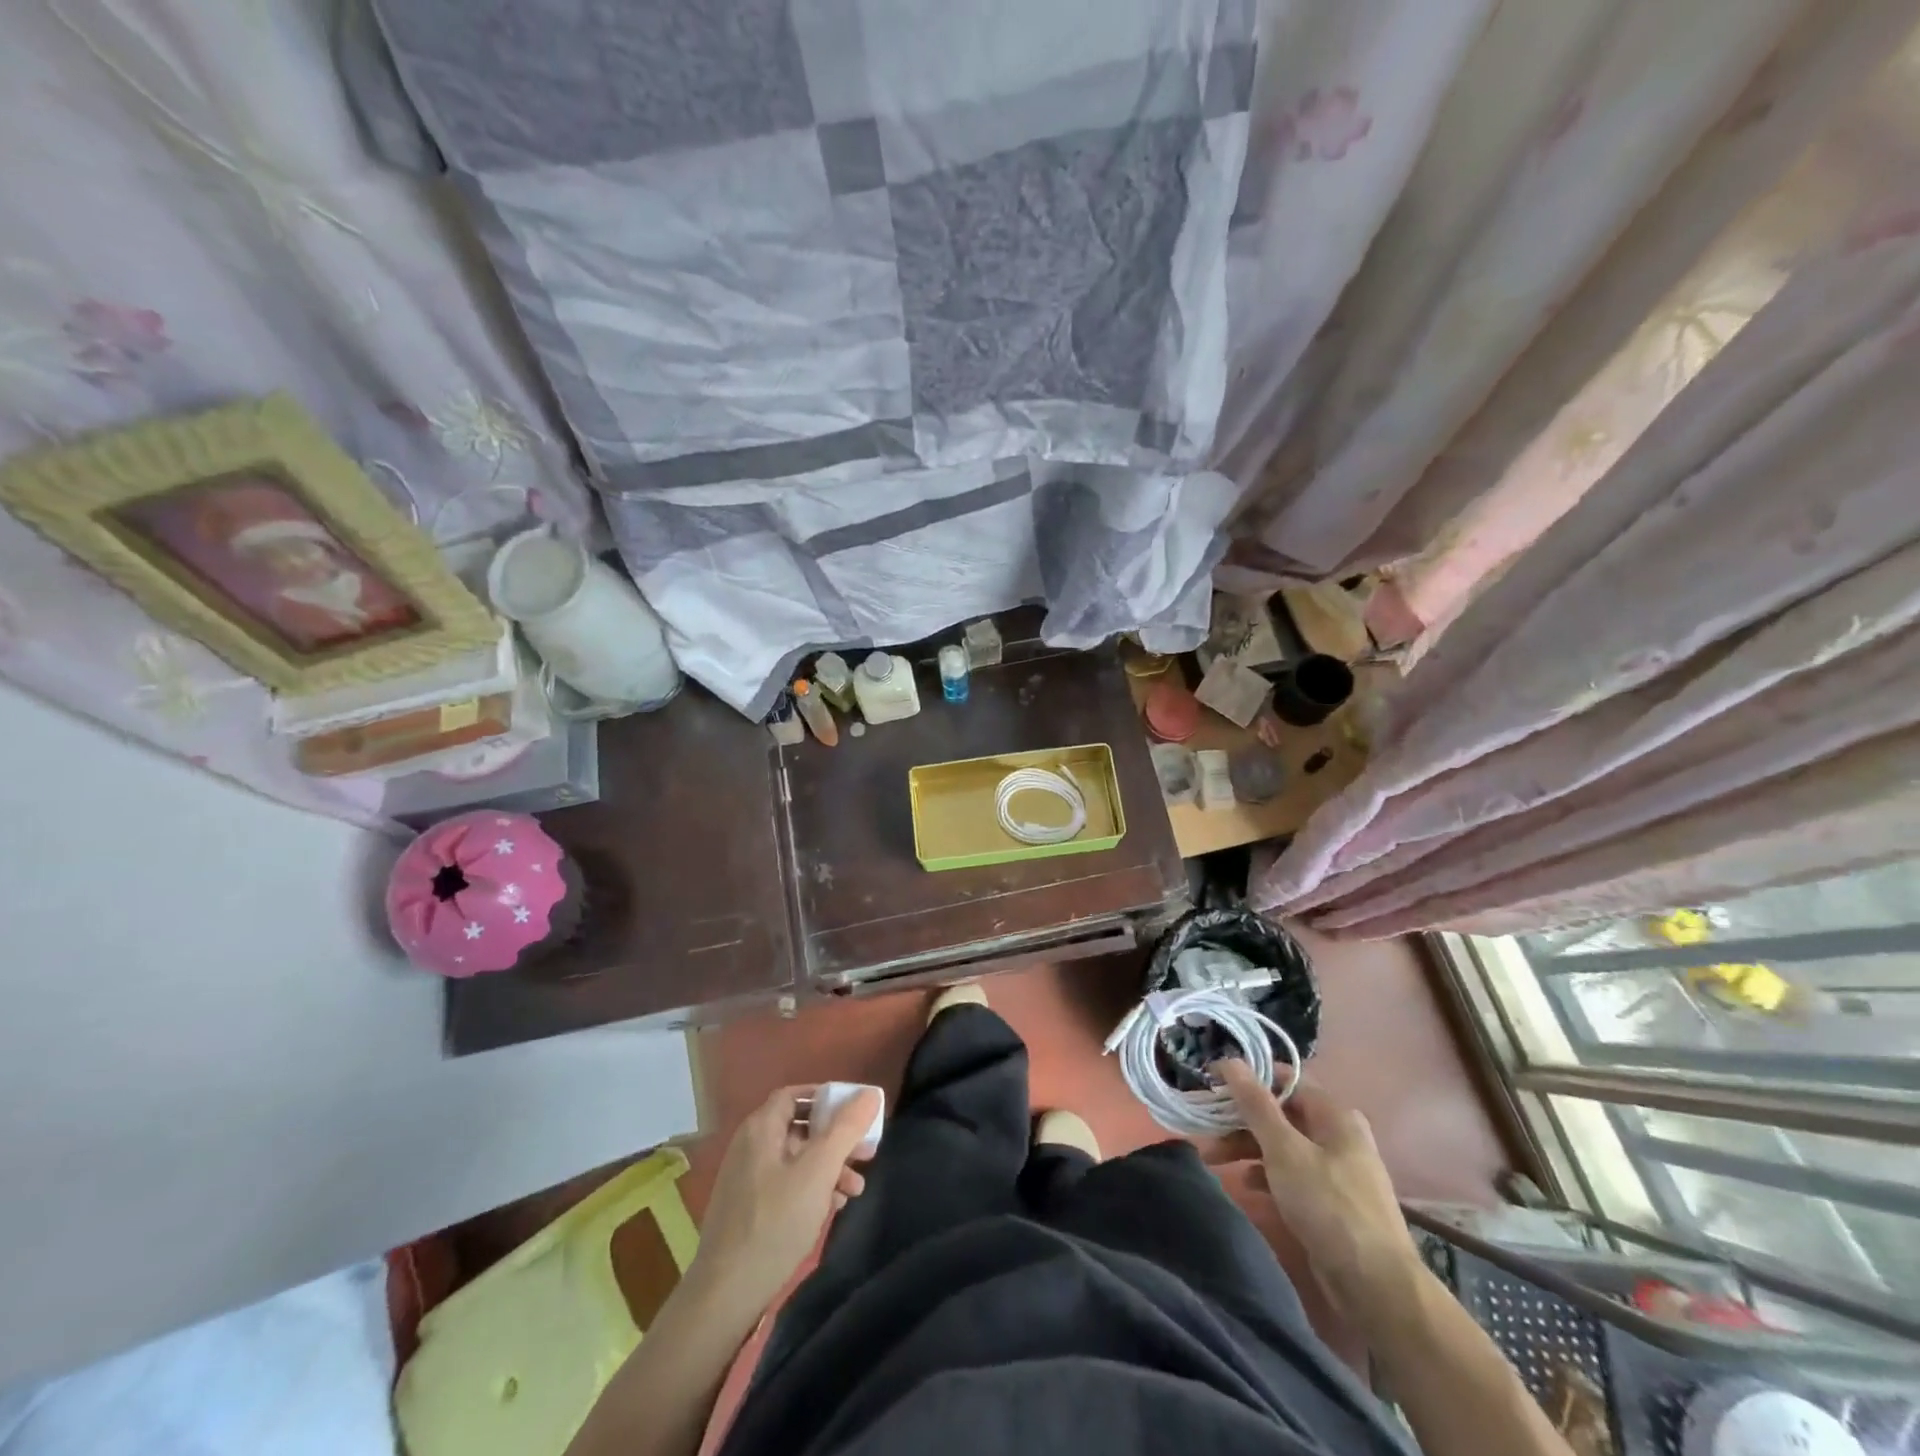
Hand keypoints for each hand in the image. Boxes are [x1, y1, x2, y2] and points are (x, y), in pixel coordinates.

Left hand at [688, 1085, 878, 1318]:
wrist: (725, 1295)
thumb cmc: (775, 1223)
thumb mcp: (818, 1171)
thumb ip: (846, 1129)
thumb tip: (870, 1093)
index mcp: (761, 1129)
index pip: (795, 1095)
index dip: (827, 1098)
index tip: (856, 1113)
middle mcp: (750, 1146)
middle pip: (800, 1127)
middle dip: (836, 1138)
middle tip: (866, 1153)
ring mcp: (747, 1179)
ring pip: (796, 1158)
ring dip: (829, 1166)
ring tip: (856, 1188)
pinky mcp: (749, 1208)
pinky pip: (787, 1182)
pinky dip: (812, 1186)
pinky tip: (832, 1206)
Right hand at [1214, 1063, 1420, 1321]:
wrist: (1377, 1288)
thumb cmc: (1328, 1206)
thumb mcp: (1284, 1149)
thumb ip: (1255, 1104)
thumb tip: (1230, 1060)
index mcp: (1334, 1115)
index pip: (1285, 1079)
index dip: (1247, 1078)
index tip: (1212, 1084)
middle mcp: (1338, 1136)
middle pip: (1281, 1113)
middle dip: (1241, 1119)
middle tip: (1206, 1127)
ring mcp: (1336, 1171)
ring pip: (1282, 1145)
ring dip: (1247, 1148)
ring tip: (1213, 1159)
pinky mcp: (1331, 1202)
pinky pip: (1291, 1175)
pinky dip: (1266, 1174)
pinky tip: (1246, 1184)